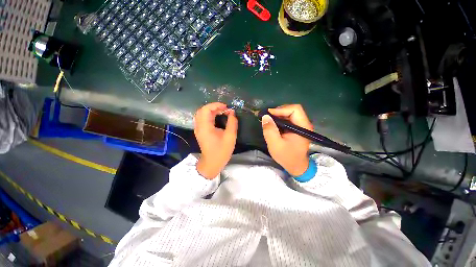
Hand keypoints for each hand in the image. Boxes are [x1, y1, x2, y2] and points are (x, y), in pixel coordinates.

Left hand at [194, 102, 237, 178]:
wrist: (212, 163)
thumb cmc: (221, 151)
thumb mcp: (230, 137)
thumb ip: (232, 123)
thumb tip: (232, 113)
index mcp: (205, 127)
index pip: (206, 110)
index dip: (216, 105)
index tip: (226, 107)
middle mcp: (199, 126)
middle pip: (202, 110)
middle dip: (214, 107)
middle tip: (225, 109)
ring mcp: (198, 129)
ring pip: (202, 114)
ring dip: (212, 110)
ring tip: (223, 112)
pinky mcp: (200, 131)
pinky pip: (203, 118)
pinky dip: (210, 115)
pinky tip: (218, 117)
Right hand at [261, 104, 312, 175]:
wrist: (296, 167)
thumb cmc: (287, 157)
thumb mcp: (275, 144)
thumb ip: (270, 130)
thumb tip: (265, 116)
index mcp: (303, 127)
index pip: (295, 109)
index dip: (281, 109)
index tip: (269, 114)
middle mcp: (304, 124)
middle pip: (292, 110)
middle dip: (278, 112)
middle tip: (268, 117)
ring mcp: (301, 126)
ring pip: (289, 114)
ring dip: (278, 116)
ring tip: (269, 121)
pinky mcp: (297, 129)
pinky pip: (288, 119)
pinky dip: (280, 120)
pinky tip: (273, 125)